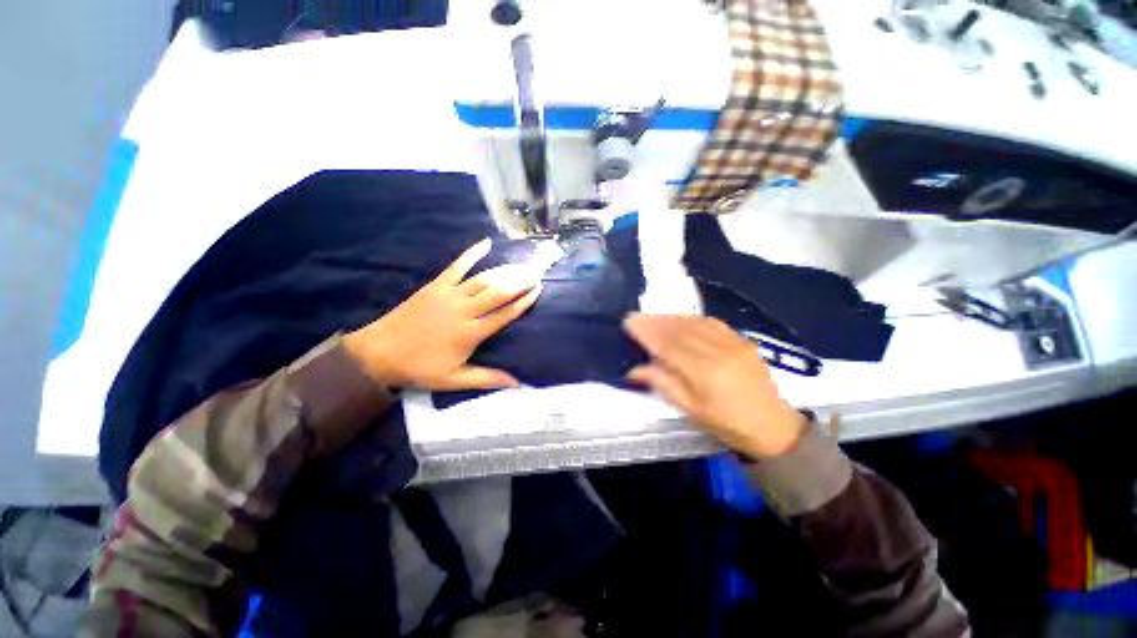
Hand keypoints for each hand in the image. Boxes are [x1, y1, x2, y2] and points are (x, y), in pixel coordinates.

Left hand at [343, 238, 542, 390]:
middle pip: (498, 292)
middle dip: (520, 282)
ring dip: (505, 271)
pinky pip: (457, 266)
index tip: (538, 290)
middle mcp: (464, 311)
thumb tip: (517, 384)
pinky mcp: (436, 285)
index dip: (523, 302)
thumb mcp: (454, 380)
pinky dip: (472, 254)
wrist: (380, 352)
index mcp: (470, 333)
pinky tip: (485, 243)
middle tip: (536, 273)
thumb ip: (487, 379)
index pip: (504, 315)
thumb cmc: (420, 367)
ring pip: (483, 279)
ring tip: (522, 264)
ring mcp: (449, 295)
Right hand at [623, 314, 805, 458]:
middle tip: (635, 317)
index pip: (668, 344)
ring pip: (694, 322)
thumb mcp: (691, 410)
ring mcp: (734, 342)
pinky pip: (711, 322)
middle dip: (654, 321)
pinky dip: (690, 319)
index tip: (628, 323)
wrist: (775, 427)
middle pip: (680, 329)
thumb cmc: (728, 424)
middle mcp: (719, 351)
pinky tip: (680, 320)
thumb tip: (634, 369)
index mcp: (705, 372)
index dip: (646, 332)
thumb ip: (663, 384)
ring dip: (670, 317)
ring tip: (652, 318)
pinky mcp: (743, 340)